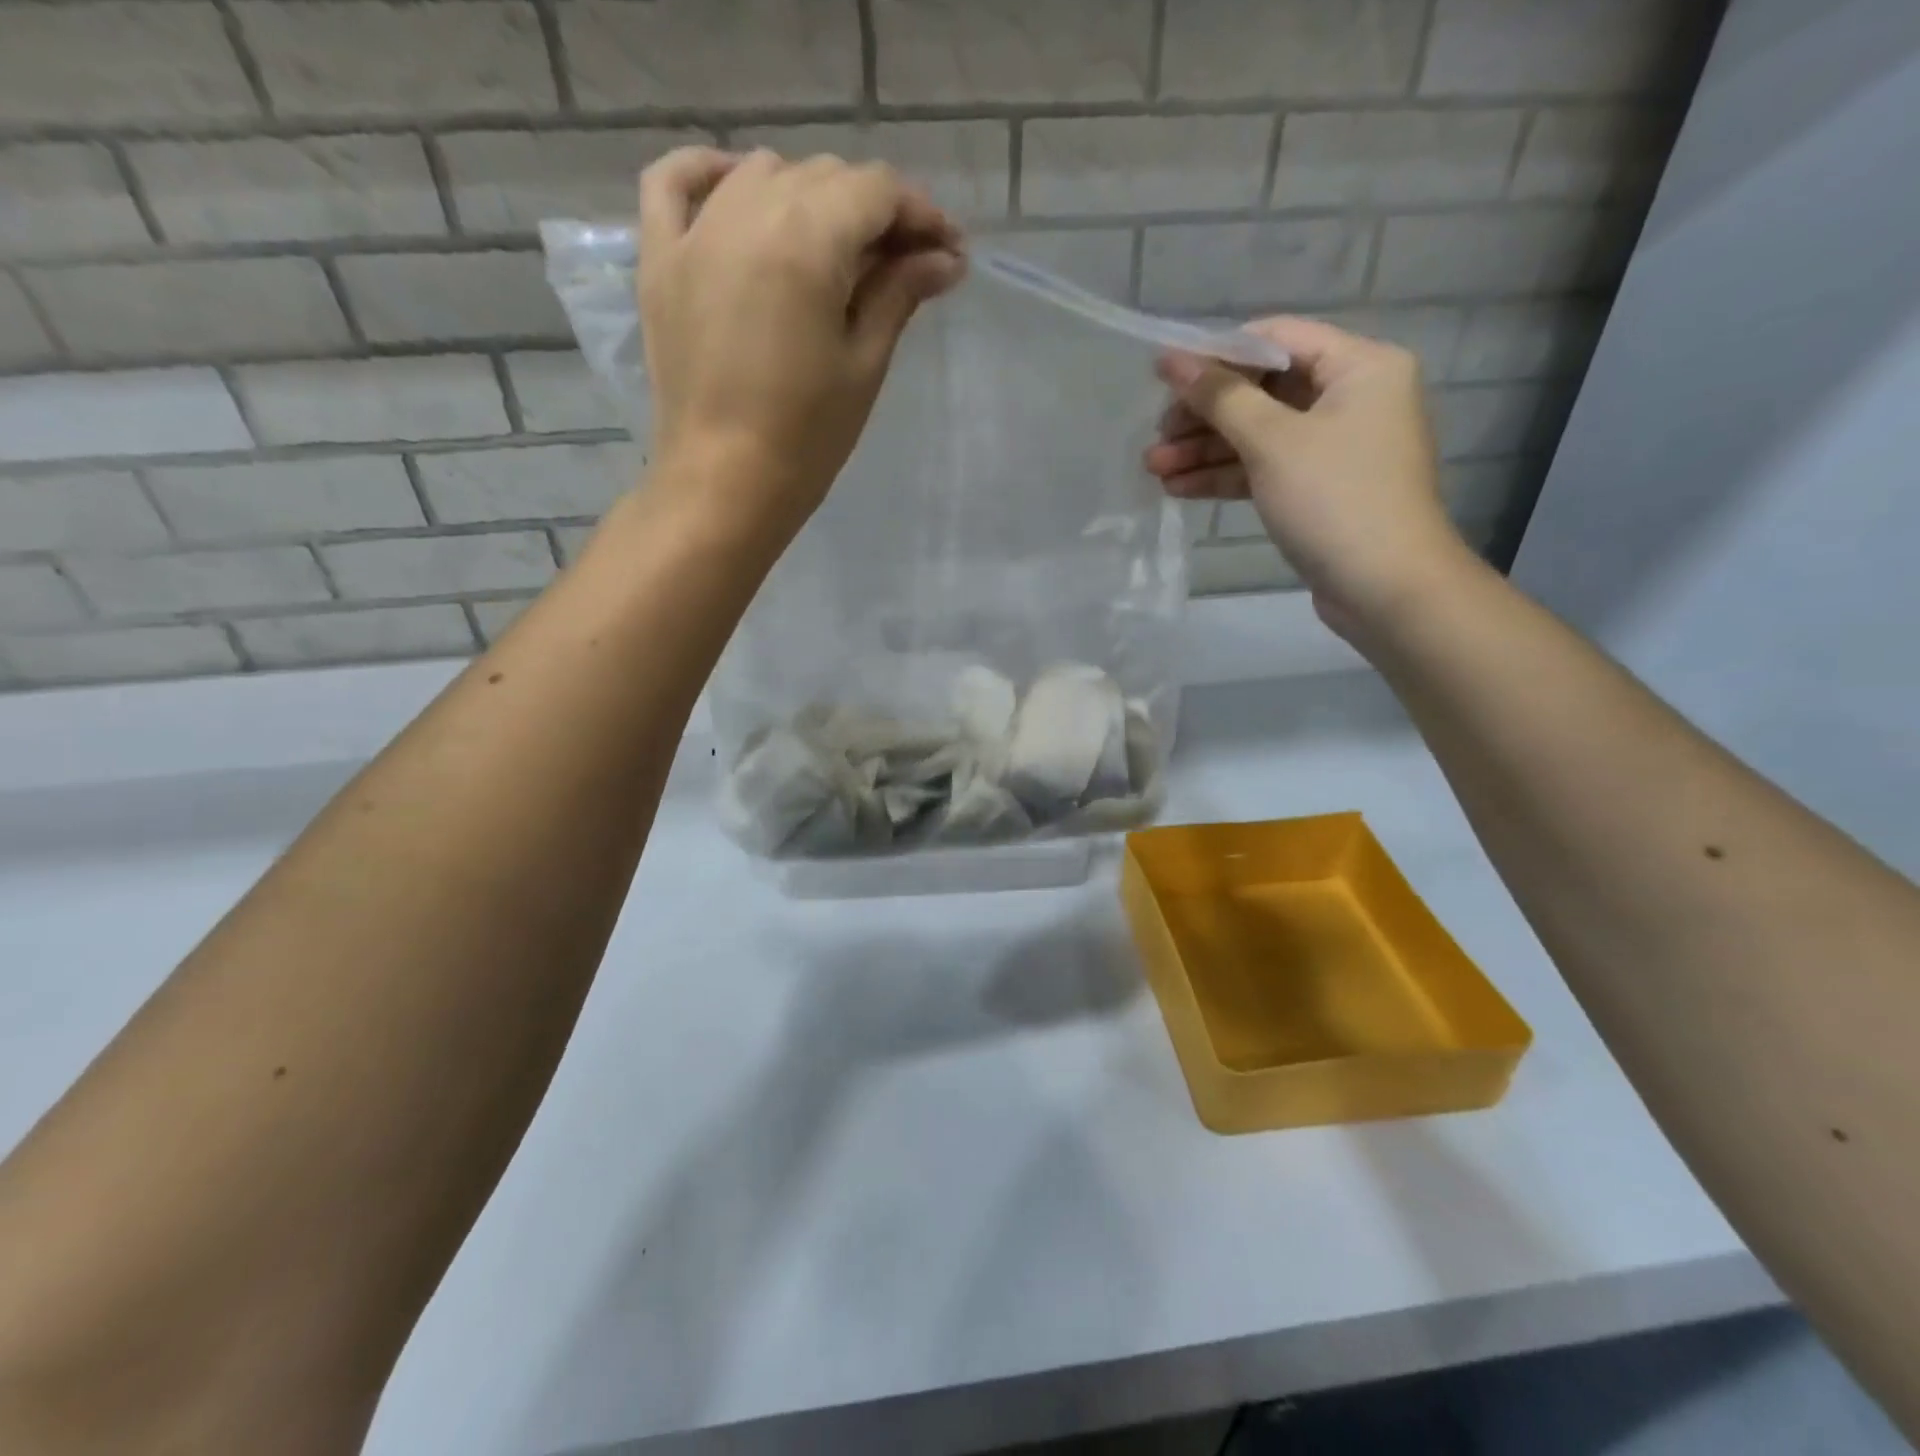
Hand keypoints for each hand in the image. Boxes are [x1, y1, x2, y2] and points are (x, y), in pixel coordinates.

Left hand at [636, 147, 964, 547]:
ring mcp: (696, 232)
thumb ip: (899, 296)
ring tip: (835, 248)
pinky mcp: (660, 260)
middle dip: (873, 211)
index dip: (921, 214)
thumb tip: (944, 259)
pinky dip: (709, 173)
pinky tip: (738, 188)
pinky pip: (673, 182)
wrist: (724, 486)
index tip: (949, 252)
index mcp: (807, 241)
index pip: (876, 192)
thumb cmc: (806, 439)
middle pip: (824, 177)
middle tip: (904, 265)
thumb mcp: (864, 365)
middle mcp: (748, 213)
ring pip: (762, 173)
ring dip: (809, 196)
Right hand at [1144, 318, 1473, 638]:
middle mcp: (1352, 398)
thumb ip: (1222, 397)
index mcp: (1359, 366)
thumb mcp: (1273, 442)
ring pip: (1259, 435)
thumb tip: (1173, 360)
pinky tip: (1180, 488)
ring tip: (1153, 469)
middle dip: (1205, 415)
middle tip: (1157, 436)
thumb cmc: (1335, 500)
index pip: (1276, 340)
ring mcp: (1335, 447)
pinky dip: (1226, 476)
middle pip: (1264, 390)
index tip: (1165, 377)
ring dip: (1206, 450)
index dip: (1217, 354)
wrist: (1385, 589)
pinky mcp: (1318, 489)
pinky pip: (1266, 469)